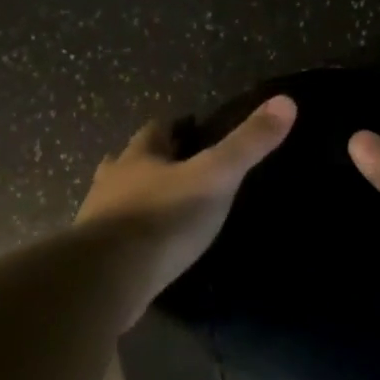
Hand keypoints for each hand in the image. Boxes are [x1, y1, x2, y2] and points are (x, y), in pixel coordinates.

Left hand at [76, 95, 296, 308]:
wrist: (108, 278)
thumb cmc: (164, 218)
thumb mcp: (215, 177)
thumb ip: (248, 144)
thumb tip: (286, 101)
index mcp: (139, 157)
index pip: (155, 131)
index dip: (172, 128)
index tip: (188, 128)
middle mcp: (112, 181)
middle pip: (127, 161)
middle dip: (147, 161)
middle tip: (172, 167)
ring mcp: (97, 219)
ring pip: (114, 197)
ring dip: (132, 196)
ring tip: (157, 206)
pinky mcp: (93, 256)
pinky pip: (111, 236)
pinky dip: (127, 235)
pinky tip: (142, 247)